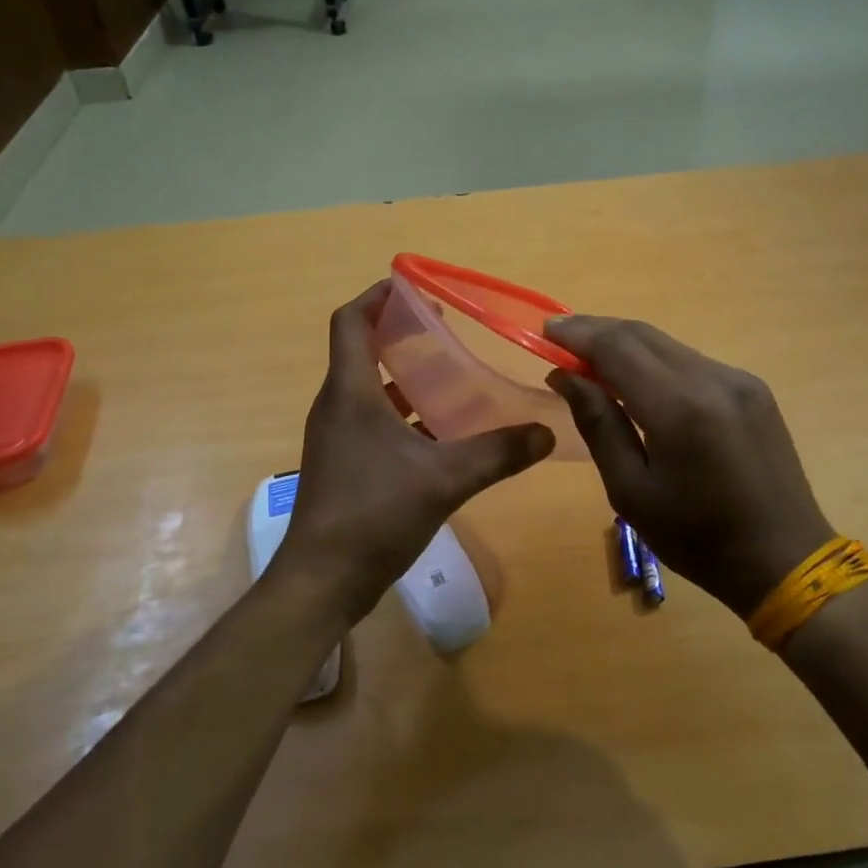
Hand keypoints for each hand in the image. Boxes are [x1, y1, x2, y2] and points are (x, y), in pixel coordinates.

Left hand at [280, 281, 554, 623]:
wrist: (322, 581)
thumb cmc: (373, 515)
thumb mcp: (444, 480)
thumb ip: (498, 453)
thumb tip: (545, 433)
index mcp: (350, 392)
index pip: (351, 321)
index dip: (378, 296)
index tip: (415, 286)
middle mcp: (337, 405)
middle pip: (361, 348)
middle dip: (400, 331)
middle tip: (446, 327)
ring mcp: (337, 436)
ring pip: (369, 387)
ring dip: (403, 373)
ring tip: (450, 371)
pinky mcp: (343, 463)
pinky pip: (373, 419)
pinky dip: (402, 412)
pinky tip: (440, 429)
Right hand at [545, 317, 832, 617]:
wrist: (784, 559)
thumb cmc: (697, 538)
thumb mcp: (631, 491)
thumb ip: (598, 424)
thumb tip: (565, 375)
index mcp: (680, 408)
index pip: (617, 348)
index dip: (578, 334)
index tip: (545, 330)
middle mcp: (712, 379)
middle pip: (642, 334)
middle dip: (597, 330)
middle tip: (559, 336)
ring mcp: (738, 379)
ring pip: (667, 345)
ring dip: (625, 344)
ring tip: (590, 357)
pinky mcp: (752, 388)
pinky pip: (691, 361)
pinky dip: (655, 361)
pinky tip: (637, 379)